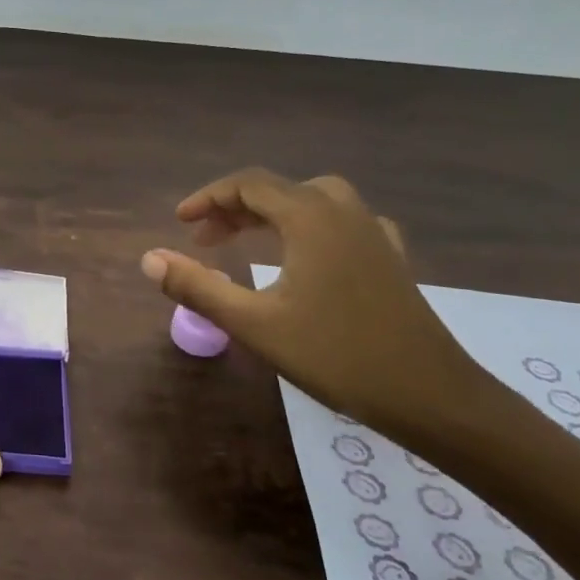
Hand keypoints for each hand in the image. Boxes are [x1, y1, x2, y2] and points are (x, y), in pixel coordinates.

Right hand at [140, 169, 493, 436]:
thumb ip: (197, 286)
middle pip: (280, 189)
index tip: (180, 223)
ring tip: (249, 241)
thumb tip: (149, 258)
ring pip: (314, 201)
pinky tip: (309, 254)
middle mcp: (343, 212)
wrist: (430, 395)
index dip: (208, 198)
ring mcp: (373, 233)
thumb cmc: (335, 355)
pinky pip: (343, 222)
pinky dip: (312, 227)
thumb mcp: (253, 323)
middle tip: (206, 239)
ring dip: (274, 213)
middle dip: (236, 207)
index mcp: (310, 218)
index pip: (248, 184)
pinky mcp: (391, 259)